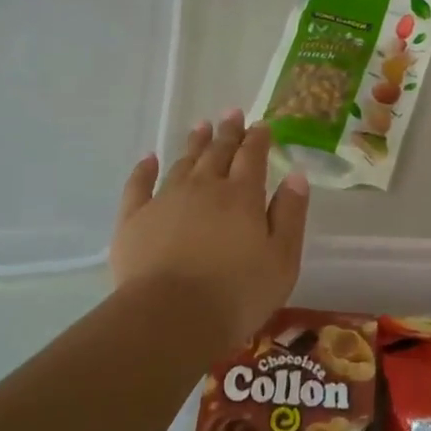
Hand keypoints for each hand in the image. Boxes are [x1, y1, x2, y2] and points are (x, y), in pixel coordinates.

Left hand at [111, 110, 309, 345]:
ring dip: (194, 143)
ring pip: (183, 162)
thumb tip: (295, 175)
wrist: (170, 318)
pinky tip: (148, 158)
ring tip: (201, 126)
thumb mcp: (282, 259)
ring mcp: (166, 200)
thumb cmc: (237, 294)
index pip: (252, 156)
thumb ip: (290, 214)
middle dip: (228, 131)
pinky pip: (139, 185)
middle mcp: (204, 187)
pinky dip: (144, 169)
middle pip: (218, 152)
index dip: (258, 138)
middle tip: (232, 112)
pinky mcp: (134, 219)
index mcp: (242, 195)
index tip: (261, 124)